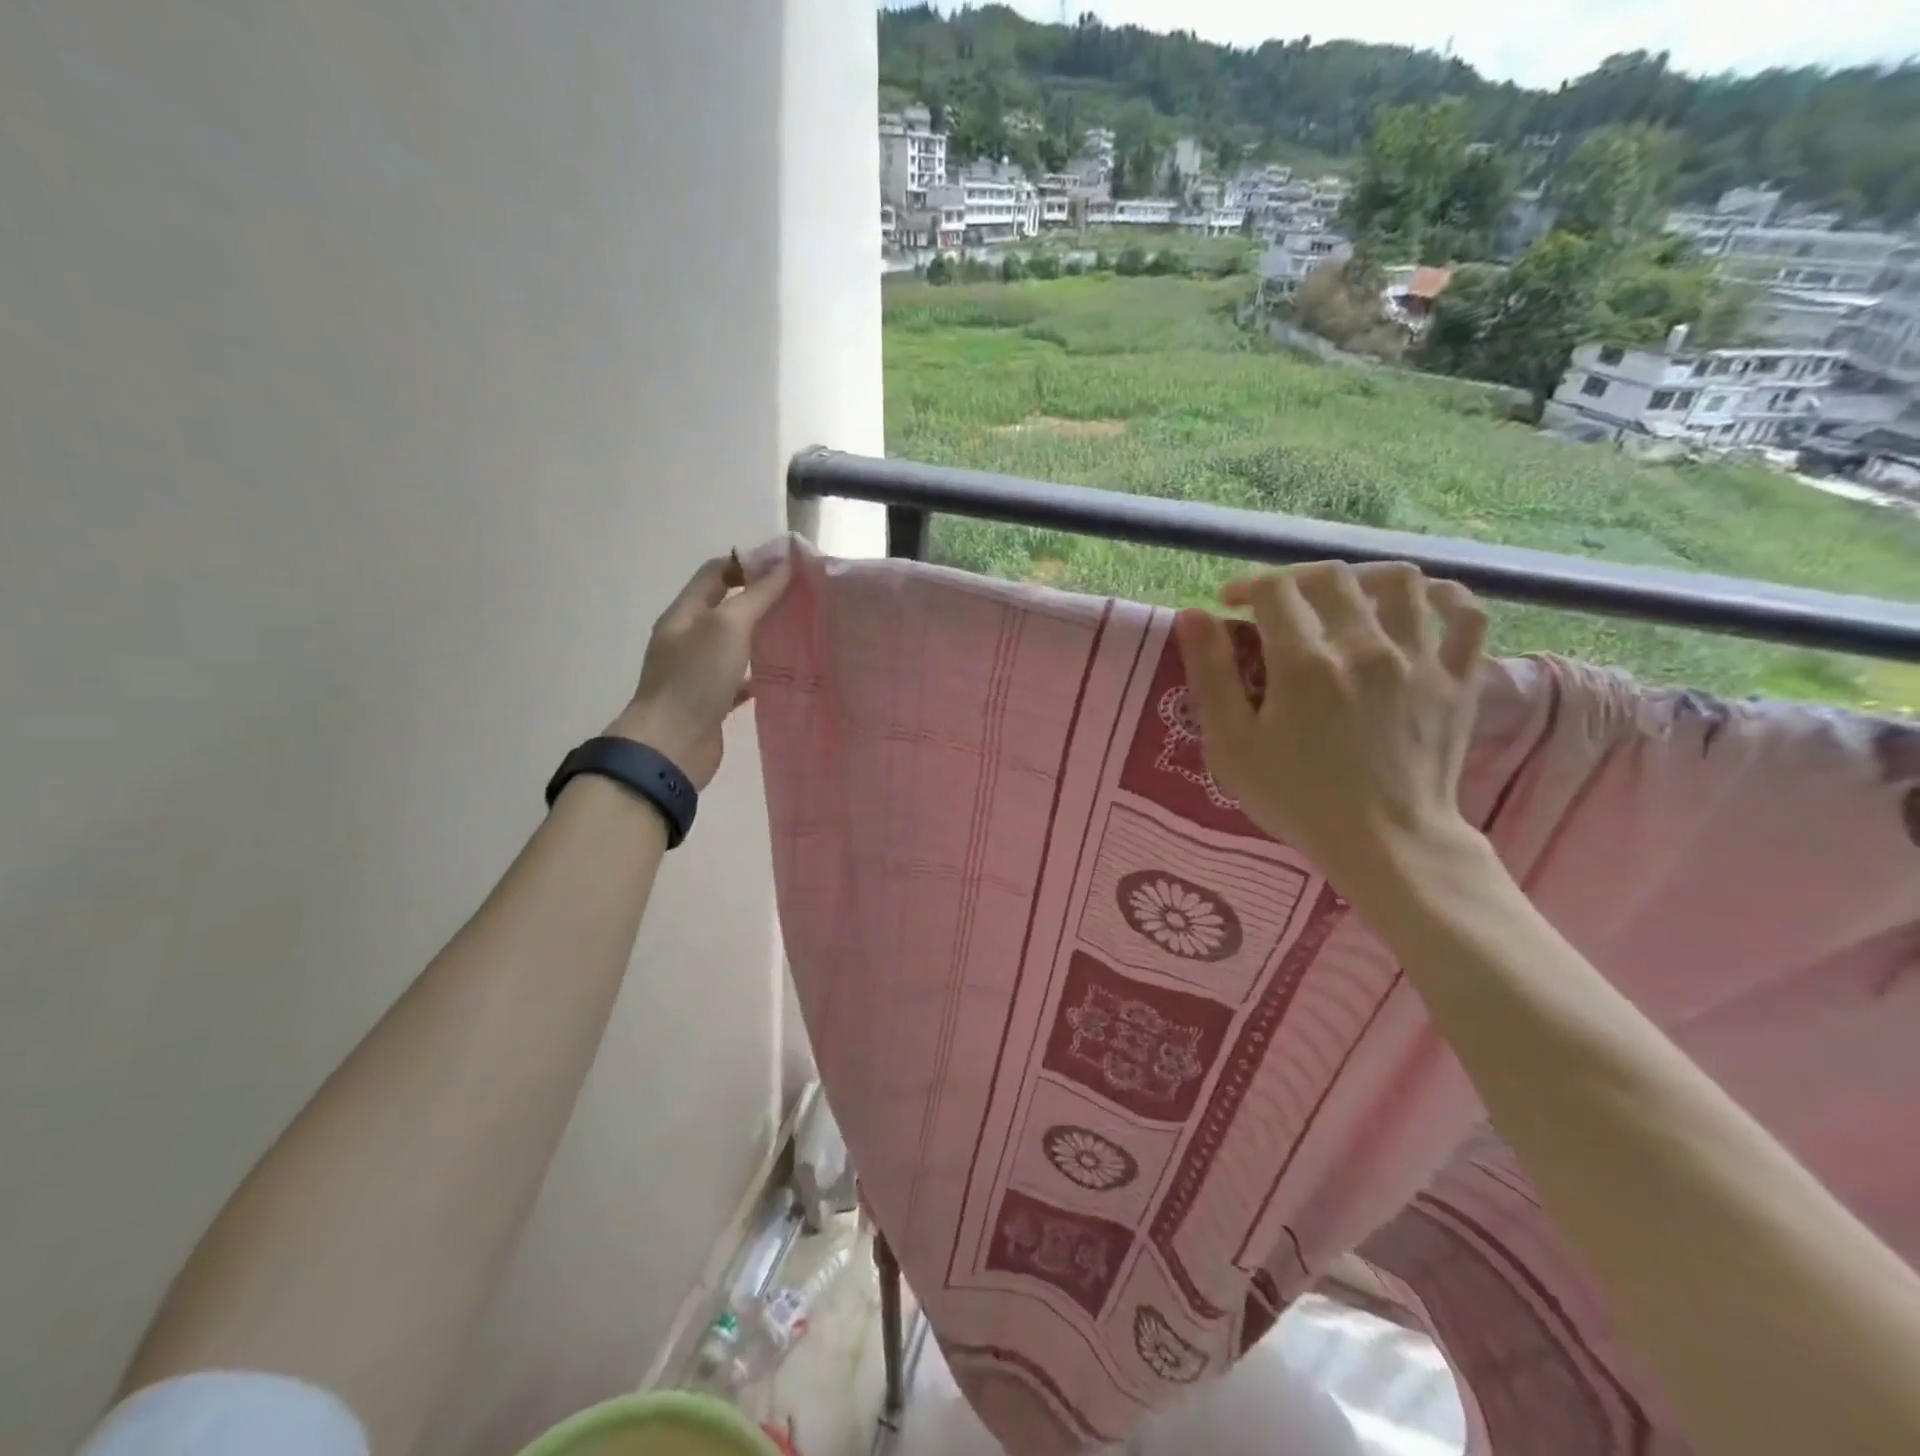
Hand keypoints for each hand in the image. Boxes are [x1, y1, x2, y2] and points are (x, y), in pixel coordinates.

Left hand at [607, 552, 790, 788]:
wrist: (671, 746)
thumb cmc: (696, 678)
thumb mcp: (728, 626)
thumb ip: (757, 595)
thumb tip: (784, 564)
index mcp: (685, 614)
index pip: (715, 573)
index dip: (748, 563)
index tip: (787, 567)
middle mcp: (687, 639)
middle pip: (725, 607)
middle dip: (759, 600)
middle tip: (799, 600)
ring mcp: (696, 672)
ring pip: (732, 645)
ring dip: (760, 637)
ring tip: (796, 634)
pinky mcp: (708, 702)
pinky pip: (736, 680)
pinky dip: (756, 675)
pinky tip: (779, 677)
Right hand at [1173, 561, 1488, 894]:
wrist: (1388, 844)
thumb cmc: (1298, 800)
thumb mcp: (1232, 747)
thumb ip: (1210, 676)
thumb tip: (1193, 615)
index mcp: (1305, 664)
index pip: (1274, 590)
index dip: (1246, 586)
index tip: (1231, 604)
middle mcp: (1366, 647)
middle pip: (1332, 577)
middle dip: (1295, 578)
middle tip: (1278, 602)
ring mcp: (1419, 659)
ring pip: (1400, 581)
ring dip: (1362, 577)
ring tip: (1343, 597)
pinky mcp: (1458, 678)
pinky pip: (1465, 614)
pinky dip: (1442, 596)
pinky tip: (1419, 603)